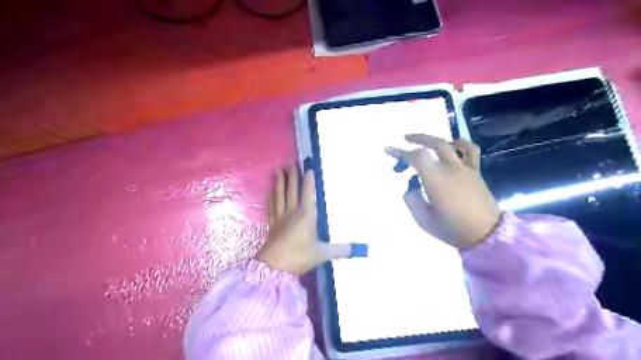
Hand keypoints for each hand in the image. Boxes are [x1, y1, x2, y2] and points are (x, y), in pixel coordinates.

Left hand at [257, 164, 364, 275]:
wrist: (273, 267)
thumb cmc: (299, 257)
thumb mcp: (322, 253)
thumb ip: (341, 250)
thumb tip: (360, 249)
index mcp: (306, 215)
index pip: (307, 193)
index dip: (308, 180)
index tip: (308, 167)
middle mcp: (292, 212)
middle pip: (292, 190)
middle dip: (292, 175)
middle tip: (291, 162)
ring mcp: (280, 217)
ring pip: (280, 195)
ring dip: (280, 182)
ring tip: (278, 170)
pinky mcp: (272, 224)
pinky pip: (272, 205)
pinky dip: (271, 196)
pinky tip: (270, 190)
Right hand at [383, 134, 502, 247]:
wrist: (486, 235)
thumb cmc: (452, 229)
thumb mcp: (423, 220)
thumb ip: (412, 199)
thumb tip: (412, 186)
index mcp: (435, 179)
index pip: (415, 157)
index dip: (399, 152)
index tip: (387, 150)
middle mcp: (450, 168)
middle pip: (433, 143)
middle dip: (416, 139)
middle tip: (404, 140)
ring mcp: (465, 168)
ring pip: (449, 144)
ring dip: (434, 139)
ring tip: (424, 140)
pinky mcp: (475, 172)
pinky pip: (471, 151)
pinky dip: (461, 143)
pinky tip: (454, 144)